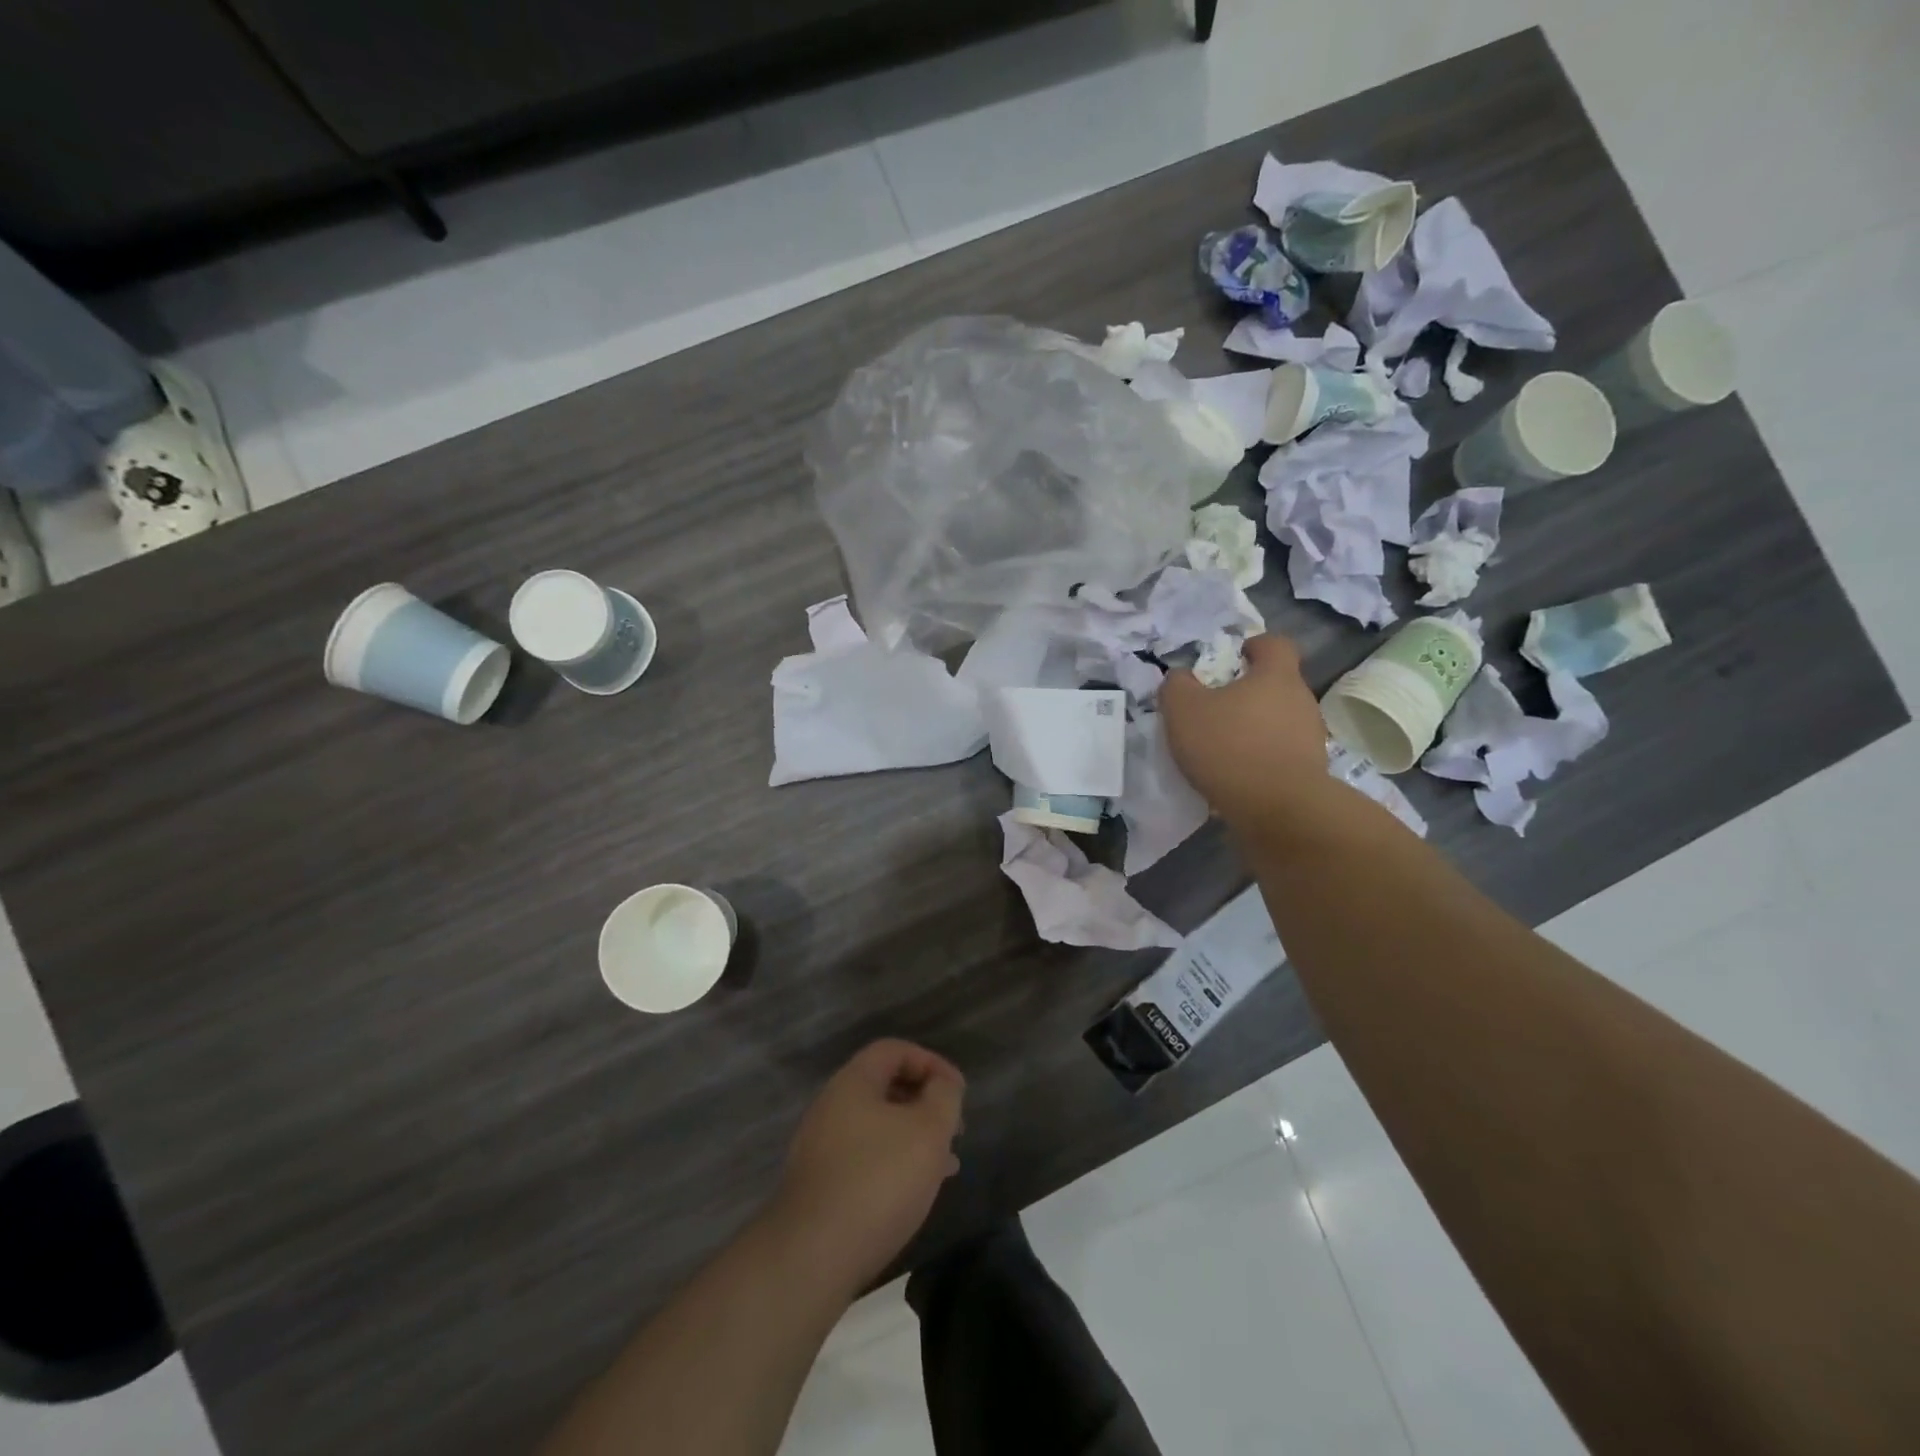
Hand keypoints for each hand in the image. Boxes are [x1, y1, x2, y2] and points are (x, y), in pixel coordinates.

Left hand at [770, 1039, 965, 1295]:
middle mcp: (831, 1106)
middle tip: (954, 1128)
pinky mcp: (819, 1187)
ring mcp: (821, 1148)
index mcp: (853, 1082)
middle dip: (924, 1103)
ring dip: (913, 1137)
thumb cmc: (878, 1180)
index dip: (931, 1062)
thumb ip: (943, 1096)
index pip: (894, 1050)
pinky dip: (894, 1164)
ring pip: (877, 1127)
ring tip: (945, 1164)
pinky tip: (915, 1192)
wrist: (811, 1257)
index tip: (958, 1091)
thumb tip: (942, 1084)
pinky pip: (865, 1159)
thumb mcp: (927, 1130)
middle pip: (884, 1087)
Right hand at [1158, 633, 1331, 831]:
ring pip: (1279, 721)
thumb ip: (1177, 686)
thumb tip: (1180, 678)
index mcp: (1276, 676)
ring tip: (1222, 748)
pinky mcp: (1310, 771)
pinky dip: (1260, 759)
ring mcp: (1310, 737)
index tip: (1234, 658)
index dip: (1254, 646)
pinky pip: (1281, 754)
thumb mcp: (1183, 710)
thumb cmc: (1229, 747)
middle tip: (1215, 708)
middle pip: (1276, 685)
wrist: (1278, 810)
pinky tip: (1236, 776)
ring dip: (1255, 728)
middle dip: (1248, 693)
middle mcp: (1301, 700)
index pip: (1275, 644)